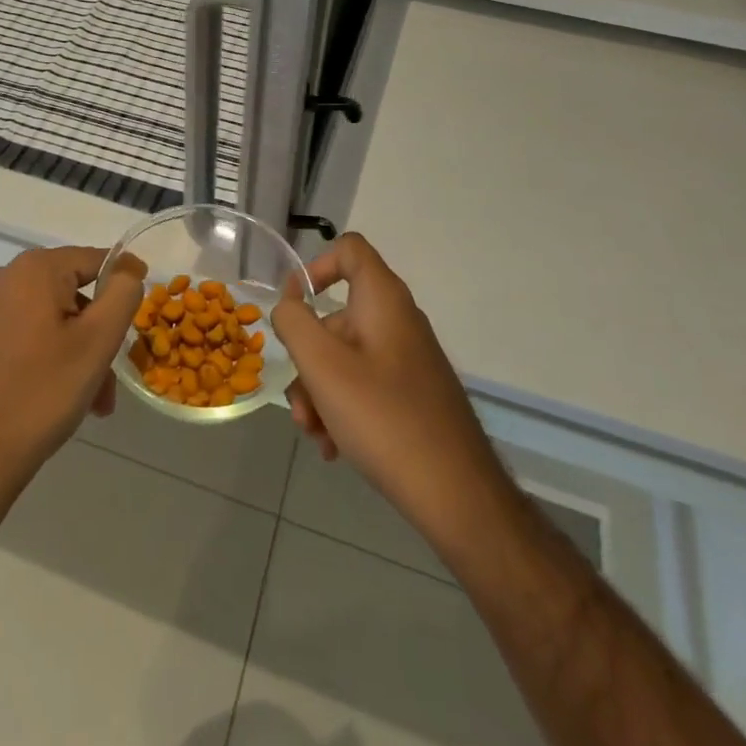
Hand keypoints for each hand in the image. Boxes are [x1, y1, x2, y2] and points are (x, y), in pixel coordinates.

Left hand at [0, 247, 145, 529]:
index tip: (142, 317)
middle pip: (74, 294)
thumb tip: (129, 266)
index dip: (125, 283)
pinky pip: (29, 338)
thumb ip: (122, 294)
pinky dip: (51, 360)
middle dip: (99, 333)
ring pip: (54, 321)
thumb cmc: (39, 394)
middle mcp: (6, 279)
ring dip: (79, 354)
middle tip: (112, 379)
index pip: (96, 259)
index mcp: (35, 269)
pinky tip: (59, 401)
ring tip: (92, 403)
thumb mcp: (96, 342)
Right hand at [272, 235, 508, 551]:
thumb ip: (294, 323)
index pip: (348, 250)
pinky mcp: (413, 394)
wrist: (458, 495)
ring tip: (316, 437)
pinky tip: (335, 448)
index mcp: (383, 299)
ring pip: (346, 358)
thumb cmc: (383, 418)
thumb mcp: (323, 366)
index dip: (315, 267)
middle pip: (337, 317)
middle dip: (308, 360)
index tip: (293, 306)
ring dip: (320, 393)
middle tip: (299, 406)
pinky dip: (344, 409)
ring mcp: (408, 359)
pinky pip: (366, 385)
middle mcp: (398, 321)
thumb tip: (287, 305)